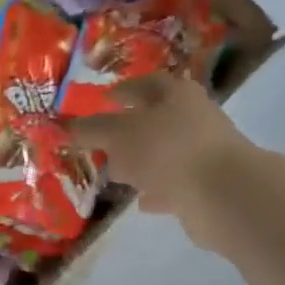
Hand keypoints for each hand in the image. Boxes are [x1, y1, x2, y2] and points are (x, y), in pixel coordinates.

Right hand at [65, 74, 248, 245]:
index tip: (102, 101)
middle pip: (157, 119)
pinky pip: (175, 183)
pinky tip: (141, 200)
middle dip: (130, 129)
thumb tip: (63, 125)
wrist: (221, 193)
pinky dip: (158, 189)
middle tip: (103, 141)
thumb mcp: (118, 135)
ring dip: (144, 161)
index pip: (145, 84)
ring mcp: (204, 152)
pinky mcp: (208, 184)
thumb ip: (90, 130)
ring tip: (117, 173)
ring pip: (166, 152)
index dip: (122, 91)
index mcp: (176, 94)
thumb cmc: (166, 149)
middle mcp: (194, 117)